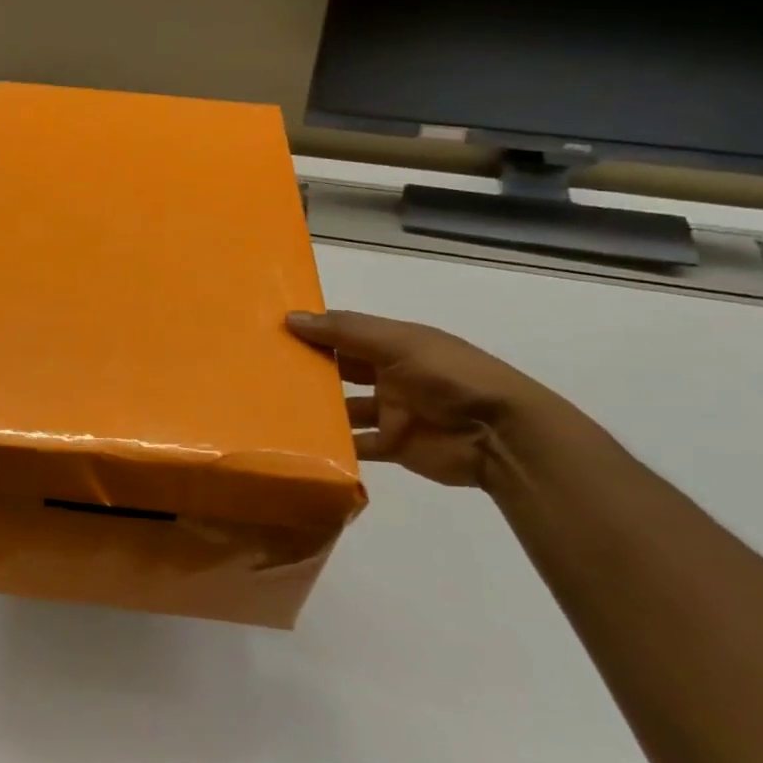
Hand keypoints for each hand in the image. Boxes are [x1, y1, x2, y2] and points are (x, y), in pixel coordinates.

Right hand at [287, 310, 562, 488]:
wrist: (500, 435)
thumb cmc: (450, 377)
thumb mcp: (399, 343)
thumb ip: (346, 332)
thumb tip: (290, 317)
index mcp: (394, 344)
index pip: (344, 333)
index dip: (313, 330)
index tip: (270, 332)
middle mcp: (389, 375)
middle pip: (340, 370)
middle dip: (308, 370)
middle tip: (261, 371)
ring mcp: (390, 411)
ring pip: (343, 408)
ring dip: (316, 409)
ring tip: (273, 408)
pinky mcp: (391, 445)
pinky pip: (354, 444)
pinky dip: (332, 445)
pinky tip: (300, 443)